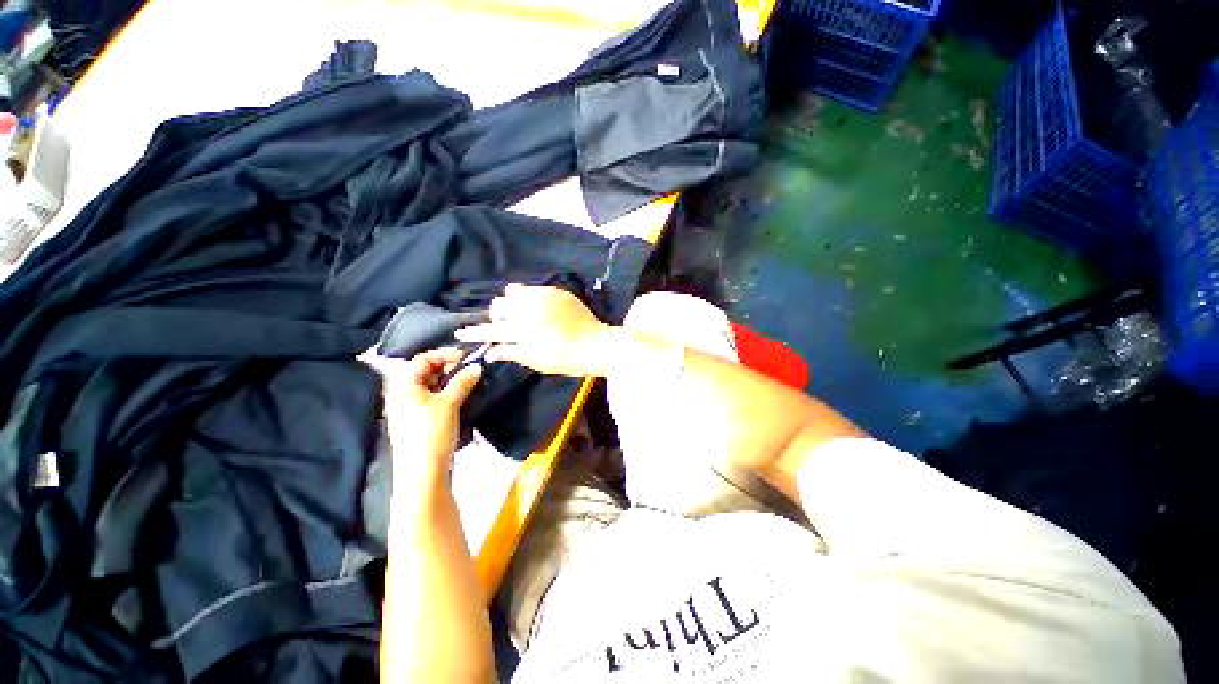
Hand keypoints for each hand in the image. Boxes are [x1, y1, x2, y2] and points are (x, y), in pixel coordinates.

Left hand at [360, 348, 481, 493]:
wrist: (423, 471)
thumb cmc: (431, 432)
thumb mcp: (449, 403)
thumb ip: (463, 381)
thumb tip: (477, 366)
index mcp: (403, 385)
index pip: (423, 358)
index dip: (445, 354)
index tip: (467, 356)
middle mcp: (403, 393)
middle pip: (426, 370)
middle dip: (449, 366)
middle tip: (471, 368)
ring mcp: (411, 406)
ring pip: (432, 384)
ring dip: (451, 379)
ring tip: (471, 379)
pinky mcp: (420, 418)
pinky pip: (434, 396)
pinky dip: (448, 391)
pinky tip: (463, 393)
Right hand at [455, 284, 615, 377]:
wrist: (597, 344)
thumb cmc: (567, 359)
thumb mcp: (537, 361)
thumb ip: (512, 353)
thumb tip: (490, 352)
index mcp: (524, 330)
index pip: (491, 330)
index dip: (474, 332)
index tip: (461, 333)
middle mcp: (530, 309)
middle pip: (498, 306)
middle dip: (496, 316)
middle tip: (504, 326)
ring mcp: (543, 297)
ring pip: (513, 293)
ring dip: (510, 304)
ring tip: (518, 314)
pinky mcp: (555, 291)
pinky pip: (532, 288)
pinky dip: (526, 296)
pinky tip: (531, 304)